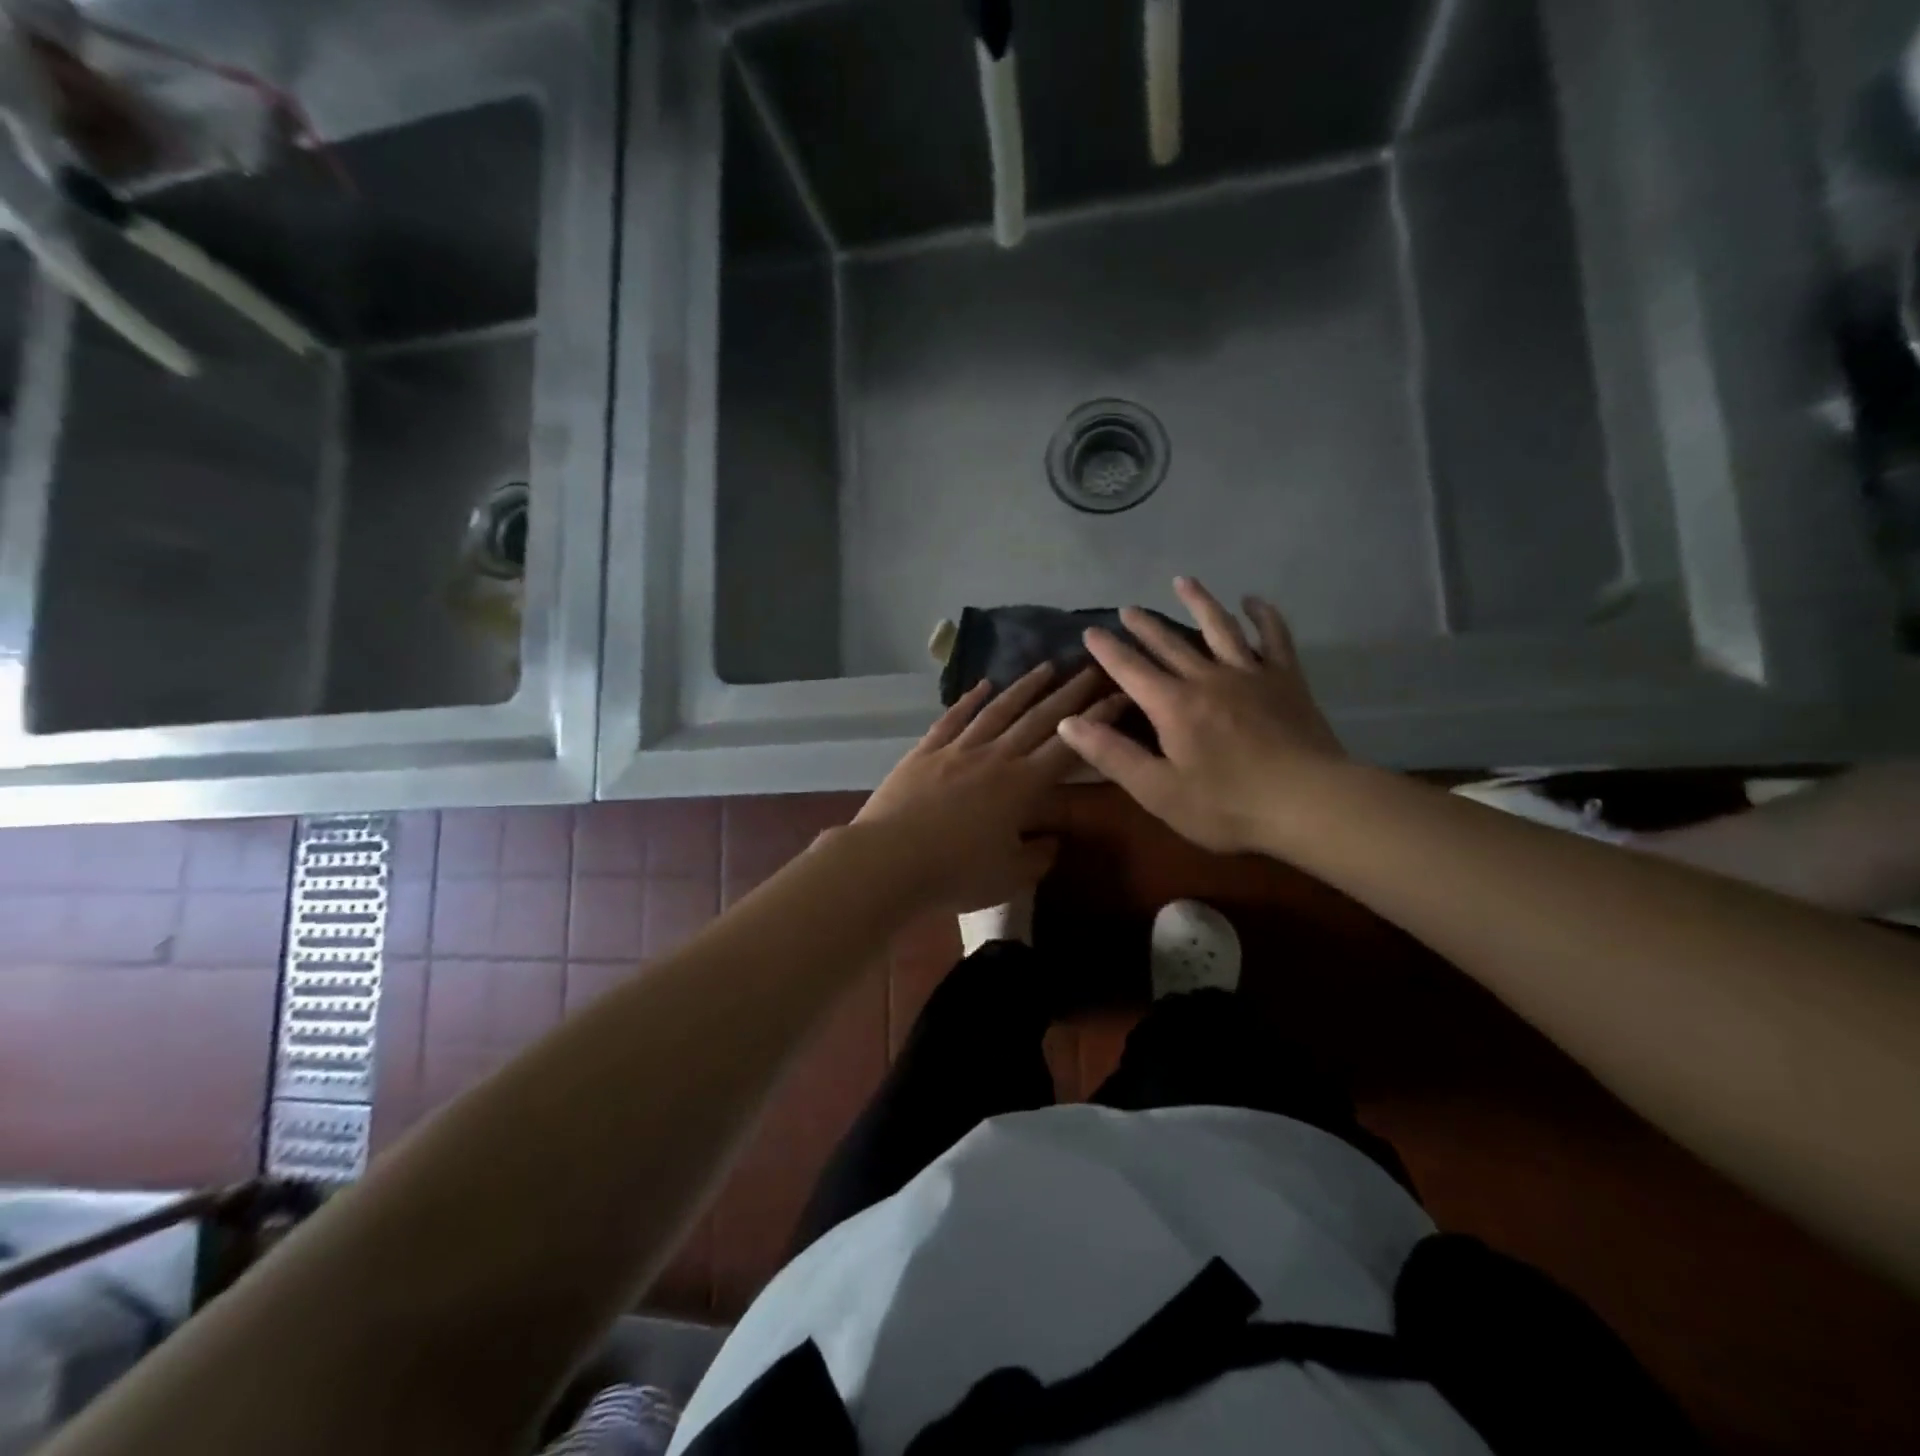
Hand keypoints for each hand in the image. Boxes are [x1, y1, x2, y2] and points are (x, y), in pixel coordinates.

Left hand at [856, 664, 1118, 913]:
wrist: (888, 861)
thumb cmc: (955, 874)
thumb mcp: (1009, 877)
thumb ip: (1037, 857)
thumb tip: (1051, 840)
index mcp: (1022, 786)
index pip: (1068, 747)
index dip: (1097, 721)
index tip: (1119, 696)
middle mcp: (994, 757)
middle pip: (1038, 719)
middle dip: (1069, 693)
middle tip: (1091, 668)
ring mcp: (957, 750)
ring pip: (998, 711)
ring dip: (1024, 688)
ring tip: (1046, 667)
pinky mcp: (925, 752)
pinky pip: (952, 719)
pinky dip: (969, 700)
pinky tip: (983, 686)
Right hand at [1057, 576, 1344, 853]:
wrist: (1309, 803)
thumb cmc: (1227, 806)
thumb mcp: (1158, 791)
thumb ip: (1112, 754)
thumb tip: (1068, 722)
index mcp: (1172, 706)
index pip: (1130, 669)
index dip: (1108, 650)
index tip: (1091, 631)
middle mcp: (1206, 678)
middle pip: (1169, 643)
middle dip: (1144, 625)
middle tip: (1126, 608)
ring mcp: (1250, 674)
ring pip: (1219, 628)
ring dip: (1199, 603)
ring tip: (1183, 581)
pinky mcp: (1286, 680)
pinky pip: (1273, 638)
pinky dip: (1263, 617)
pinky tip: (1253, 601)